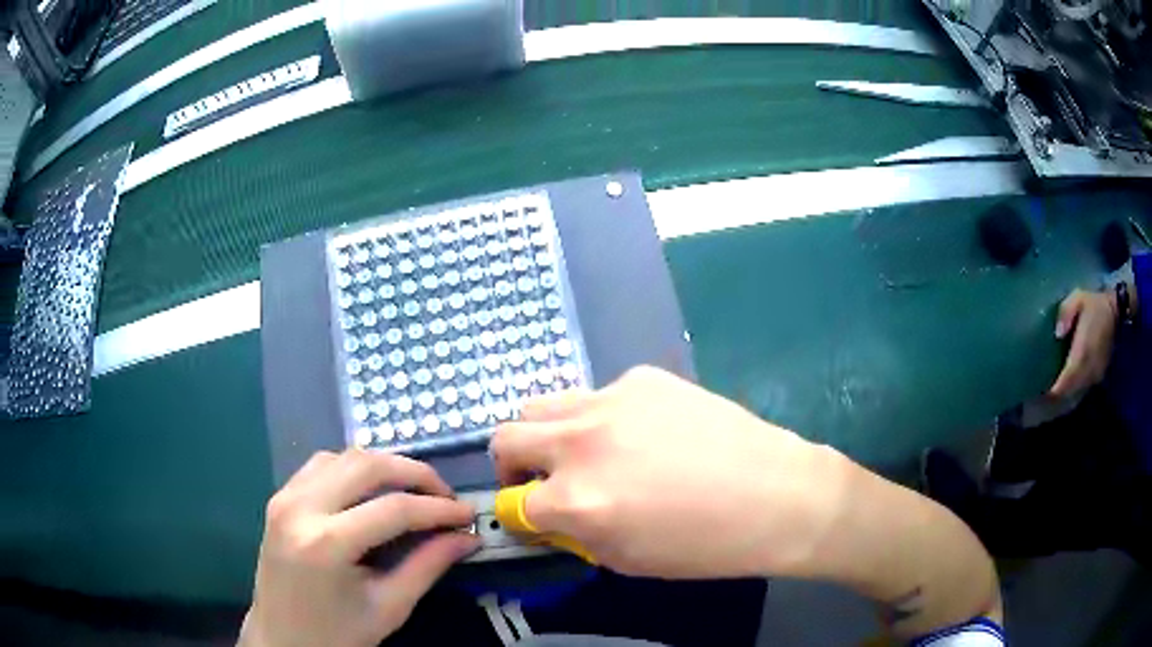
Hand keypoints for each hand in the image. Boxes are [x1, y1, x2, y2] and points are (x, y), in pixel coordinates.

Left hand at [239, 450, 478, 646]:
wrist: (282, 640)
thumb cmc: (337, 635)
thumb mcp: (389, 608)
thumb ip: (428, 566)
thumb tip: (467, 537)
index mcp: (326, 544)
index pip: (394, 509)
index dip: (439, 509)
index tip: (469, 516)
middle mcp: (300, 507)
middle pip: (367, 465)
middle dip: (415, 474)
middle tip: (445, 497)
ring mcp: (284, 498)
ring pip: (343, 456)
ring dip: (383, 467)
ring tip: (413, 493)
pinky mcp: (279, 498)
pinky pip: (321, 465)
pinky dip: (354, 469)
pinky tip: (370, 492)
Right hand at [489, 366, 843, 579]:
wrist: (776, 495)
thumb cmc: (706, 546)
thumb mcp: (627, 559)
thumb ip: (575, 533)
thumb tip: (551, 513)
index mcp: (576, 500)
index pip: (513, 503)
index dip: (520, 516)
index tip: (534, 518)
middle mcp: (582, 443)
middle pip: (505, 437)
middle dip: (511, 464)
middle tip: (539, 480)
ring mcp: (612, 401)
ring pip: (543, 405)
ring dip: (549, 433)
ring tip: (584, 452)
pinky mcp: (643, 378)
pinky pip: (599, 395)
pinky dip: (601, 417)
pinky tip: (643, 433)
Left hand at [1050, 289, 1117, 396]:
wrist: (1115, 312)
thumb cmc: (1094, 304)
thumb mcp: (1078, 298)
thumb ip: (1066, 312)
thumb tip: (1058, 332)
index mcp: (1083, 351)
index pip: (1067, 380)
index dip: (1054, 390)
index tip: (1042, 392)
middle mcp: (1089, 369)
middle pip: (1070, 392)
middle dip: (1055, 398)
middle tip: (1040, 398)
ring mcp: (1095, 375)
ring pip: (1076, 395)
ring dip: (1063, 398)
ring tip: (1049, 397)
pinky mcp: (1098, 377)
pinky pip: (1083, 391)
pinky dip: (1072, 394)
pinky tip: (1063, 393)